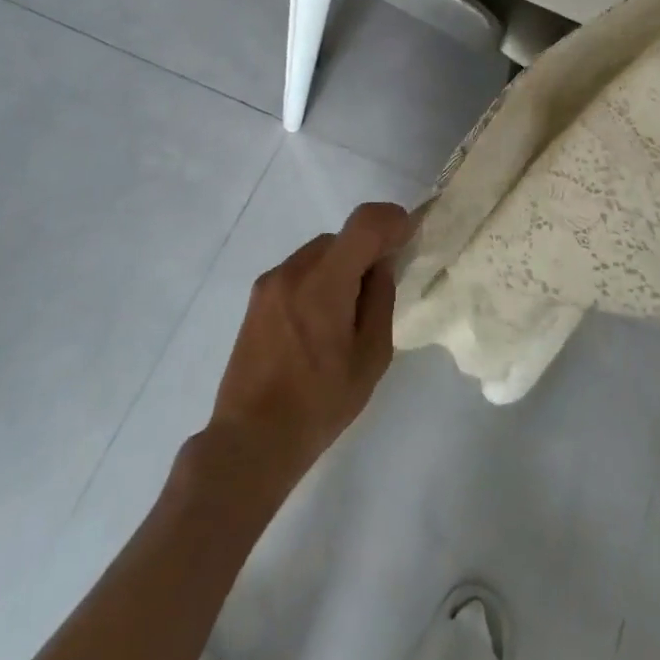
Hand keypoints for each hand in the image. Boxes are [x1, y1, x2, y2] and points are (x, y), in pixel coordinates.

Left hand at [204, 202, 409, 495]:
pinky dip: (319, 280)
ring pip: (320, 254)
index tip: (408, 236)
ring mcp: (269, 283)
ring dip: (341, 267)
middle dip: (367, 252)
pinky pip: (299, 272)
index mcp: (323, 283)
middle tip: (381, 290)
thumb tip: (380, 265)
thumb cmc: (319, 404)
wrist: (251, 440)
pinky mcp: (256, 299)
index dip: (391, 220)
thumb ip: (380, 300)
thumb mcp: (371, 357)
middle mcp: (292, 271)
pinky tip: (320, 324)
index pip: (363, 223)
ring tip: (347, 316)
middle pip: (341, 238)